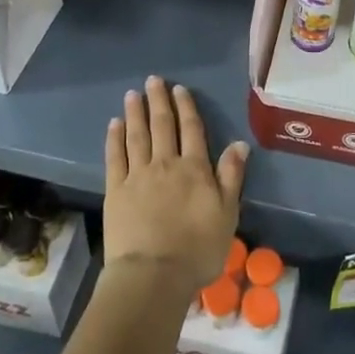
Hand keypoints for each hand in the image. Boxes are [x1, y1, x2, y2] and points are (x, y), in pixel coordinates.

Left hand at [104, 76, 247, 294]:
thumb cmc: (197, 248)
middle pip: (162, 126)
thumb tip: (240, 143)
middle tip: (153, 80)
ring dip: (135, 113)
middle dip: (159, 101)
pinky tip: (114, 124)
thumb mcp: (227, 213)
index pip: (191, 130)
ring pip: (137, 136)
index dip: (186, 107)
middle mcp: (165, 164)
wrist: (153, 273)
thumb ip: (232, 176)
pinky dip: (115, 138)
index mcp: (195, 169)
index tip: (179, 89)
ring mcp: (138, 176)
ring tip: (133, 94)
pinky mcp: (115, 190)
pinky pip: (115, 157)